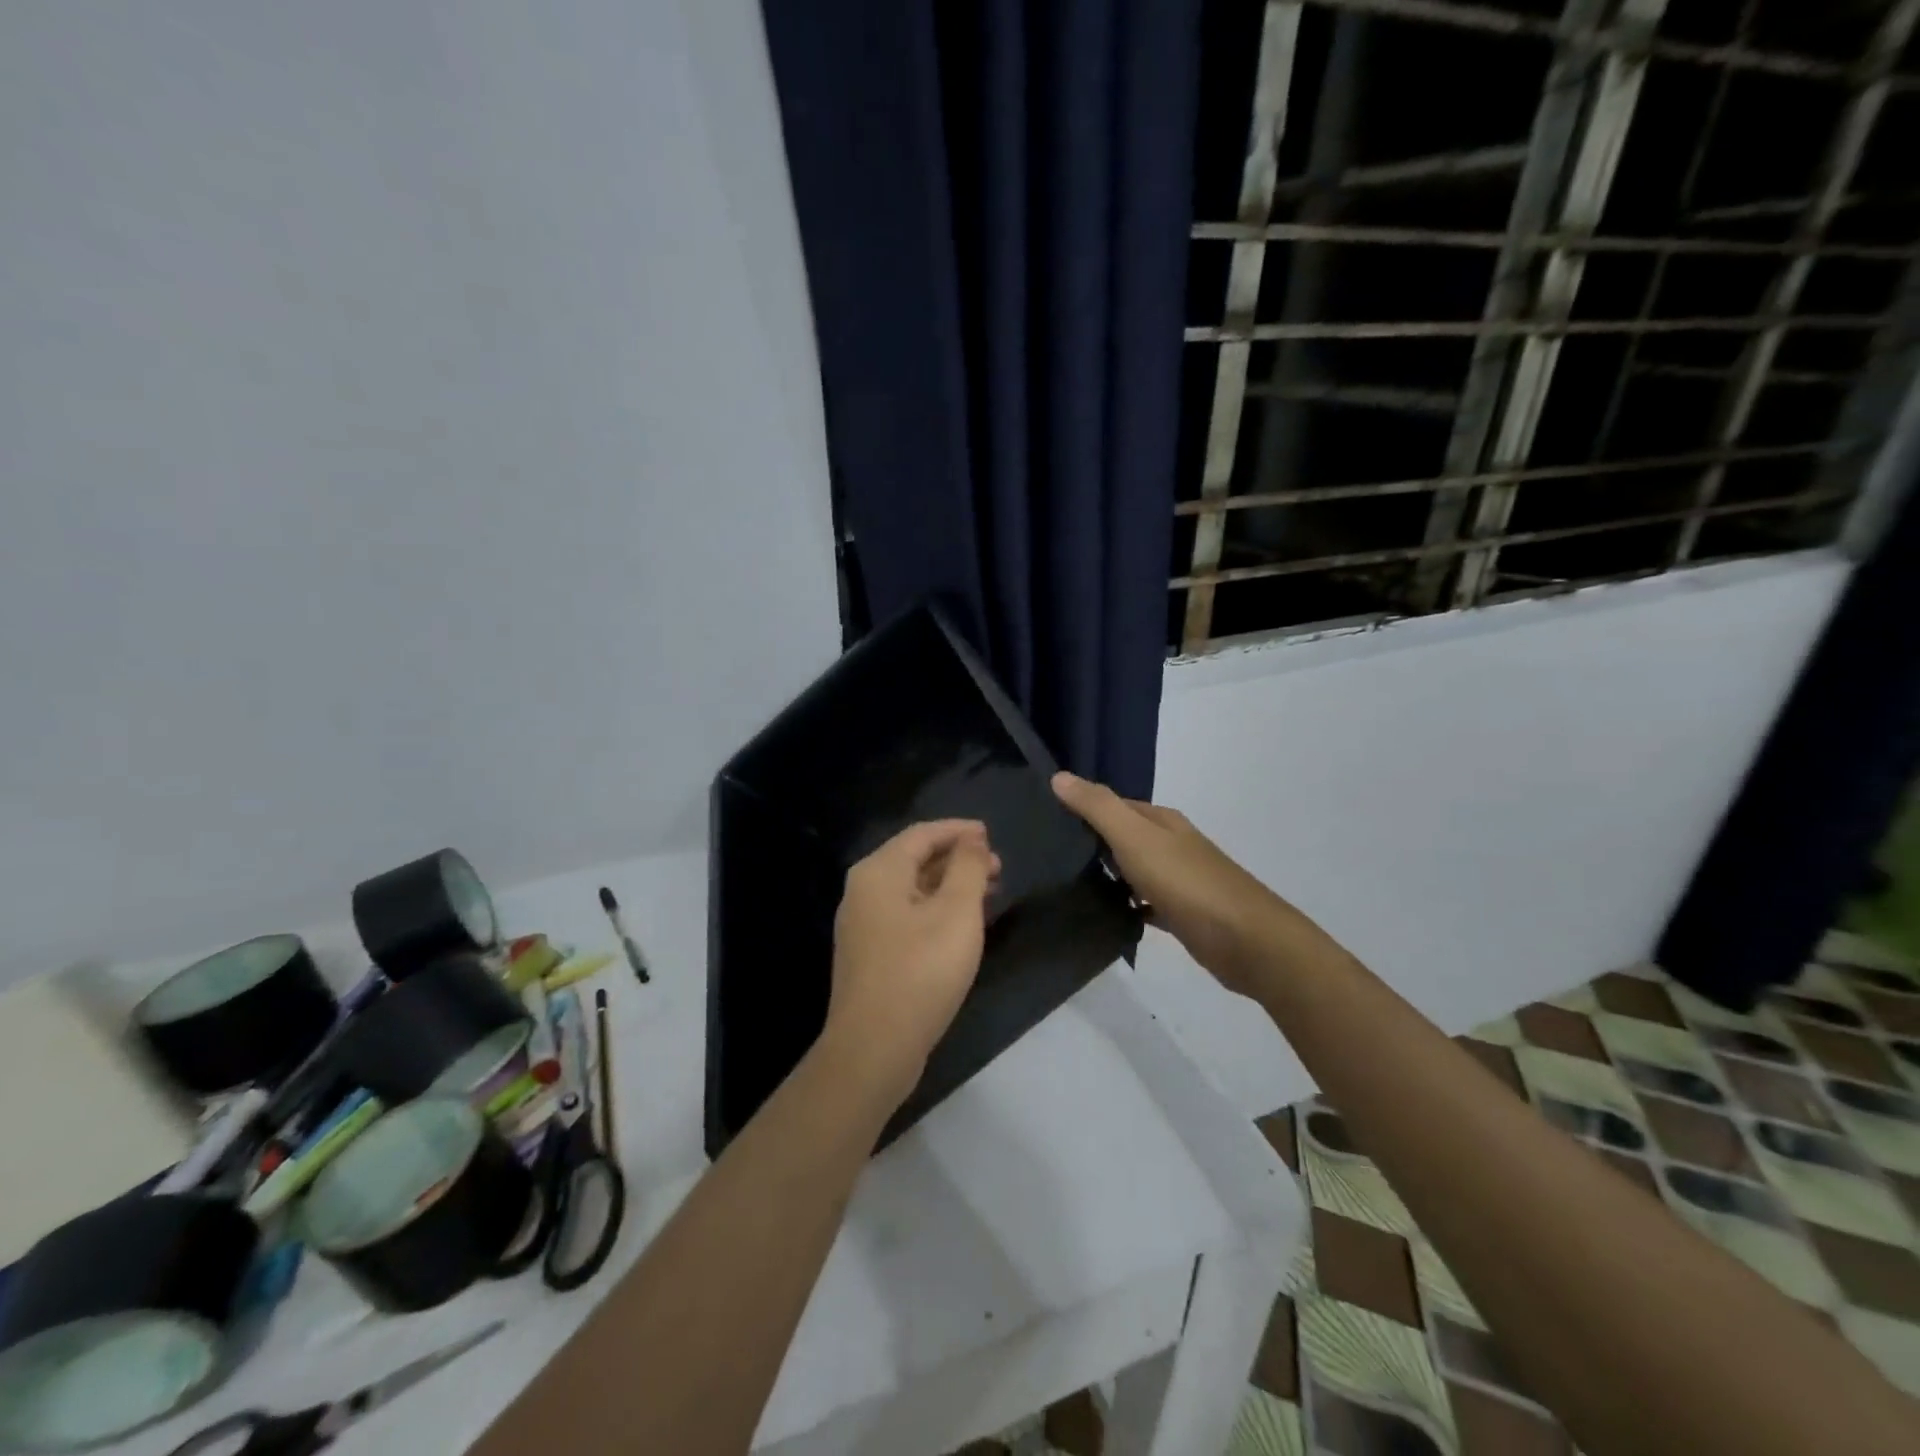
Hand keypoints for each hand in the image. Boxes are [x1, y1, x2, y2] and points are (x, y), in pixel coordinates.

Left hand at [819, 820, 999, 1105]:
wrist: (874, 1048)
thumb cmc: (920, 971)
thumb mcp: (957, 913)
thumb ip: (968, 868)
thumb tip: (972, 840)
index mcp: (878, 872)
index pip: (922, 834)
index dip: (959, 830)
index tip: (991, 834)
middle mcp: (863, 891)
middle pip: (915, 860)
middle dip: (958, 859)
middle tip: (998, 868)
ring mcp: (863, 925)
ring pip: (912, 890)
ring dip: (950, 886)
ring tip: (990, 893)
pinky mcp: (870, 954)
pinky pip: (907, 915)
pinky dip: (936, 910)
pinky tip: (962, 926)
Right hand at [1052, 772, 1310, 995]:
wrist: (1246, 940)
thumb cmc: (1186, 882)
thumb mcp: (1135, 837)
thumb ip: (1098, 807)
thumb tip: (1058, 776)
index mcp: (1162, 821)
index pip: (1114, 804)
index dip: (1083, 808)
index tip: (1045, 820)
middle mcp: (1171, 844)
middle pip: (1124, 836)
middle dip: (1091, 842)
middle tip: (1046, 855)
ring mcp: (1180, 880)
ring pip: (1134, 870)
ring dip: (1108, 875)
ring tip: (1065, 885)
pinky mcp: (1183, 914)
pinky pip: (1145, 904)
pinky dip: (1127, 906)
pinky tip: (1104, 916)